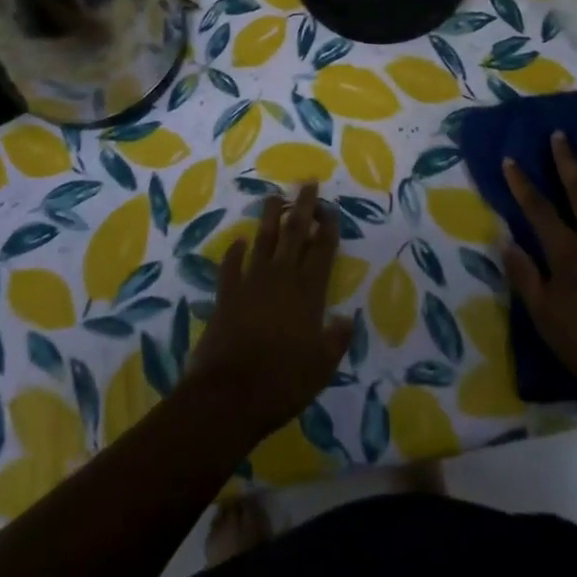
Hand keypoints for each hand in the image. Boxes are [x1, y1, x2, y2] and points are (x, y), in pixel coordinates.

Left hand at [186, 181, 354, 441]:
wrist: (229, 394)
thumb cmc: (282, 382)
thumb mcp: (322, 367)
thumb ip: (337, 340)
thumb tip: (350, 319)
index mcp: (308, 292)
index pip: (322, 250)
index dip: (328, 227)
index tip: (331, 207)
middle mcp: (282, 278)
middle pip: (295, 233)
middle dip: (303, 206)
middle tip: (307, 182)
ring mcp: (251, 282)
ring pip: (264, 240)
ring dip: (270, 217)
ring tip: (275, 196)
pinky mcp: (227, 294)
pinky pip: (231, 266)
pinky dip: (234, 252)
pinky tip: (238, 242)